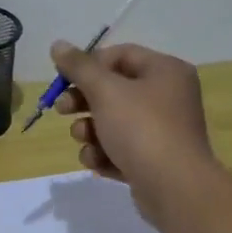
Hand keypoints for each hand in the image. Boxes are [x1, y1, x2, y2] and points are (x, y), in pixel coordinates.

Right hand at [52, 40, 221, 224]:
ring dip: (90, 131)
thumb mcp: (105, 91)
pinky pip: (120, 149)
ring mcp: (161, 131)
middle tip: (61, 110)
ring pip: (112, 122)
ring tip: (85, 141)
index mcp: (165, 71)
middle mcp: (167, 97)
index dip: (88, 65)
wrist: (174, 188)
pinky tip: (99, 163)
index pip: (120, 55)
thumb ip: (79, 67)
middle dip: (83, 101)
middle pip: (113, 90)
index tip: (62, 79)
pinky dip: (105, 154)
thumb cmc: (141, 129)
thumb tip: (58, 44)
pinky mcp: (153, 160)